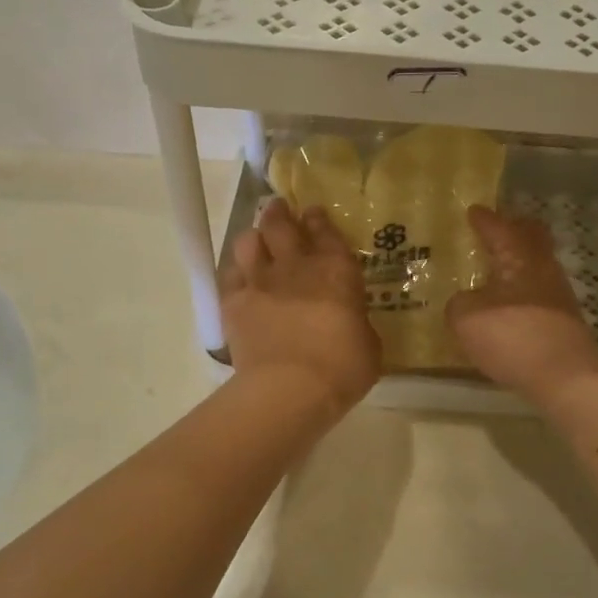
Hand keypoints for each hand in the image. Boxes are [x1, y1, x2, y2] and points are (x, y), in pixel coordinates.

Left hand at [222, 198, 380, 415]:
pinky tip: (240, 278)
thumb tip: (351, 322)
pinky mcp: (233, 302)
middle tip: (278, 210)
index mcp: (336, 269)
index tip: (312, 212)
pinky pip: (229, 274)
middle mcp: (295, 265)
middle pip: (280, 223)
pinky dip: (235, 271)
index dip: (317, 218)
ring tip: (257, 243)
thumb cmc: (342, 367)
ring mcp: (260, 280)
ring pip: (248, 241)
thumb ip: (357, 322)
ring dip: (254, 238)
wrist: (290, 388)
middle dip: (278, 213)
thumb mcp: (368, 344)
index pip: (324, 229)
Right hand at [446, 205, 597, 405]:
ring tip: (496, 275)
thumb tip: (464, 302)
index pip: (500, 228)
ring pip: (537, 268)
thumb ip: (459, 304)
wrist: (566, 376)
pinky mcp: (564, 323)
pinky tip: (508, 309)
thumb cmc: (513, 335)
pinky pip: (539, 296)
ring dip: (519, 266)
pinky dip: (523, 295)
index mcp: (519, 256)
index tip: (474, 211)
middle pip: (533, 239)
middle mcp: (543, 268)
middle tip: (495, 232)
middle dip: (515, 232)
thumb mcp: (466, 317)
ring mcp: (559, 296)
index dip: (485, 219)